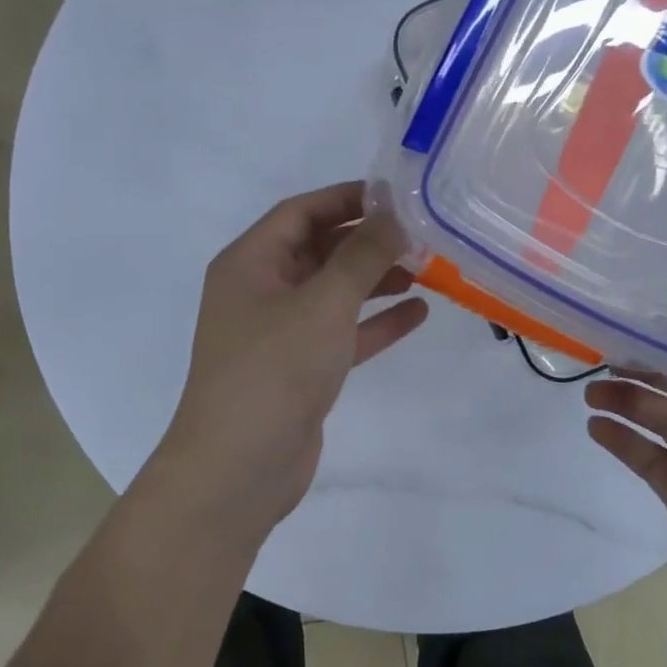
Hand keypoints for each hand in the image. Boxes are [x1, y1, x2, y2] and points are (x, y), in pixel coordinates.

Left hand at [155, 182, 428, 542]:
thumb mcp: (324, 302)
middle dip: (367, 241)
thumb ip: (363, 255)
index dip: (347, 198)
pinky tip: (418, 314)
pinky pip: (341, 332)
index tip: (396, 196)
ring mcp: (279, 332)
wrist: (239, 469)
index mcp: (250, 263)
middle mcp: (260, 290)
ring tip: (427, 269)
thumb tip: (394, 215)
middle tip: (421, 234)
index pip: (301, 212)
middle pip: (319, 250)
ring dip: (375, 280)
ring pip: (333, 292)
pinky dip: (374, 322)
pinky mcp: (299, 368)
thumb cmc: (276, 369)